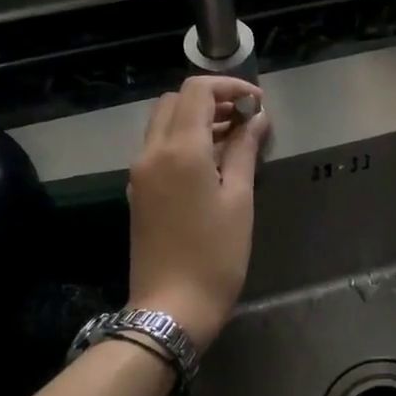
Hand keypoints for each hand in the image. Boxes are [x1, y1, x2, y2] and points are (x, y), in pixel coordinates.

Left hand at [127, 76, 267, 346]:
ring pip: (163, 124)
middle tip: (245, 119)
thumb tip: (256, 119)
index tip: (257, 104)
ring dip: (196, 120)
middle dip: (211, 100)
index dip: (229, 88)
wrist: (171, 307)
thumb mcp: (238, 200)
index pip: (197, 92)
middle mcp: (151, 153)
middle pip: (175, 102)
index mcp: (179, 150)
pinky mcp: (138, 192)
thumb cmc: (215, 255)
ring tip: (233, 139)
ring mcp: (139, 173)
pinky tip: (210, 164)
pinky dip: (183, 141)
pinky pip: (158, 149)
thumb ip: (244, 152)